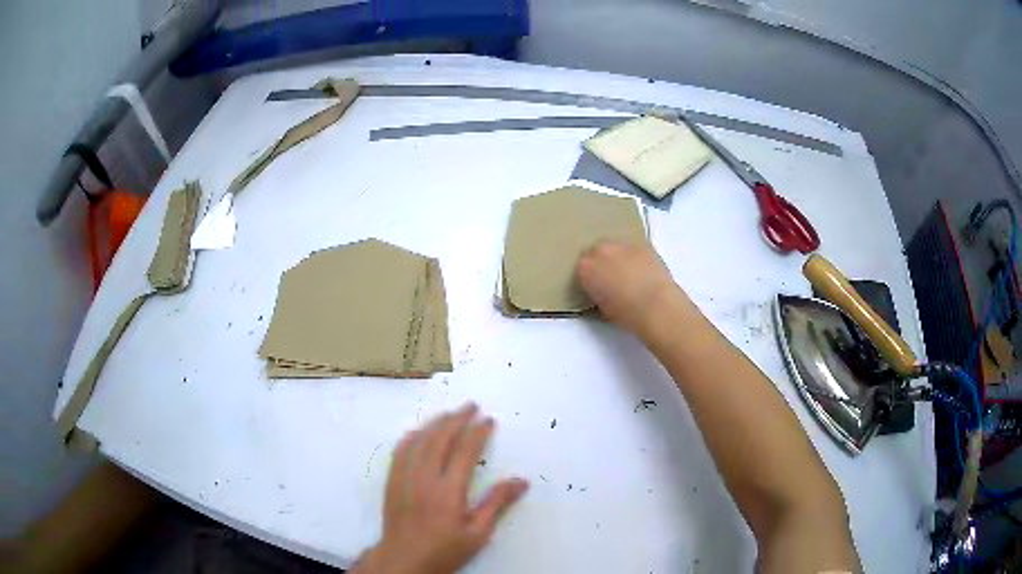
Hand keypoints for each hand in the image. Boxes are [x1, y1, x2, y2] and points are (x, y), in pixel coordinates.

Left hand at [352, 403, 528, 573]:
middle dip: (457, 419)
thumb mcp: (478, 533)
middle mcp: (425, 479)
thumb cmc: (445, 549)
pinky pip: (400, 451)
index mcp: (449, 491)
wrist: (404, 560)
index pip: (465, 452)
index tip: (488, 420)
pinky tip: (419, 431)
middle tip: (471, 406)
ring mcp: (405, 478)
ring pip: (419, 441)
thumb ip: (497, 504)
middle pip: (440, 439)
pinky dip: (412, 436)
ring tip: (449, 413)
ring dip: (435, 423)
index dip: (477, 432)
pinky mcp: (392, 482)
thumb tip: (521, 481)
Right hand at [577, 240, 687, 339]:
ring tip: (631, 276)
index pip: (582, 266)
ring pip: (617, 248)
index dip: (590, 277)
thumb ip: (597, 292)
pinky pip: (635, 250)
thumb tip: (603, 290)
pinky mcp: (643, 245)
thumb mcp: (602, 307)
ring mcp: (623, 245)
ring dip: (620, 258)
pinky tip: (644, 272)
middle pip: (598, 251)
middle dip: (603, 263)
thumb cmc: (626, 313)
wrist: (655, 306)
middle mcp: (601, 250)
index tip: (596, 286)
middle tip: (613, 279)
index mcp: (586, 267)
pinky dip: (637, 258)